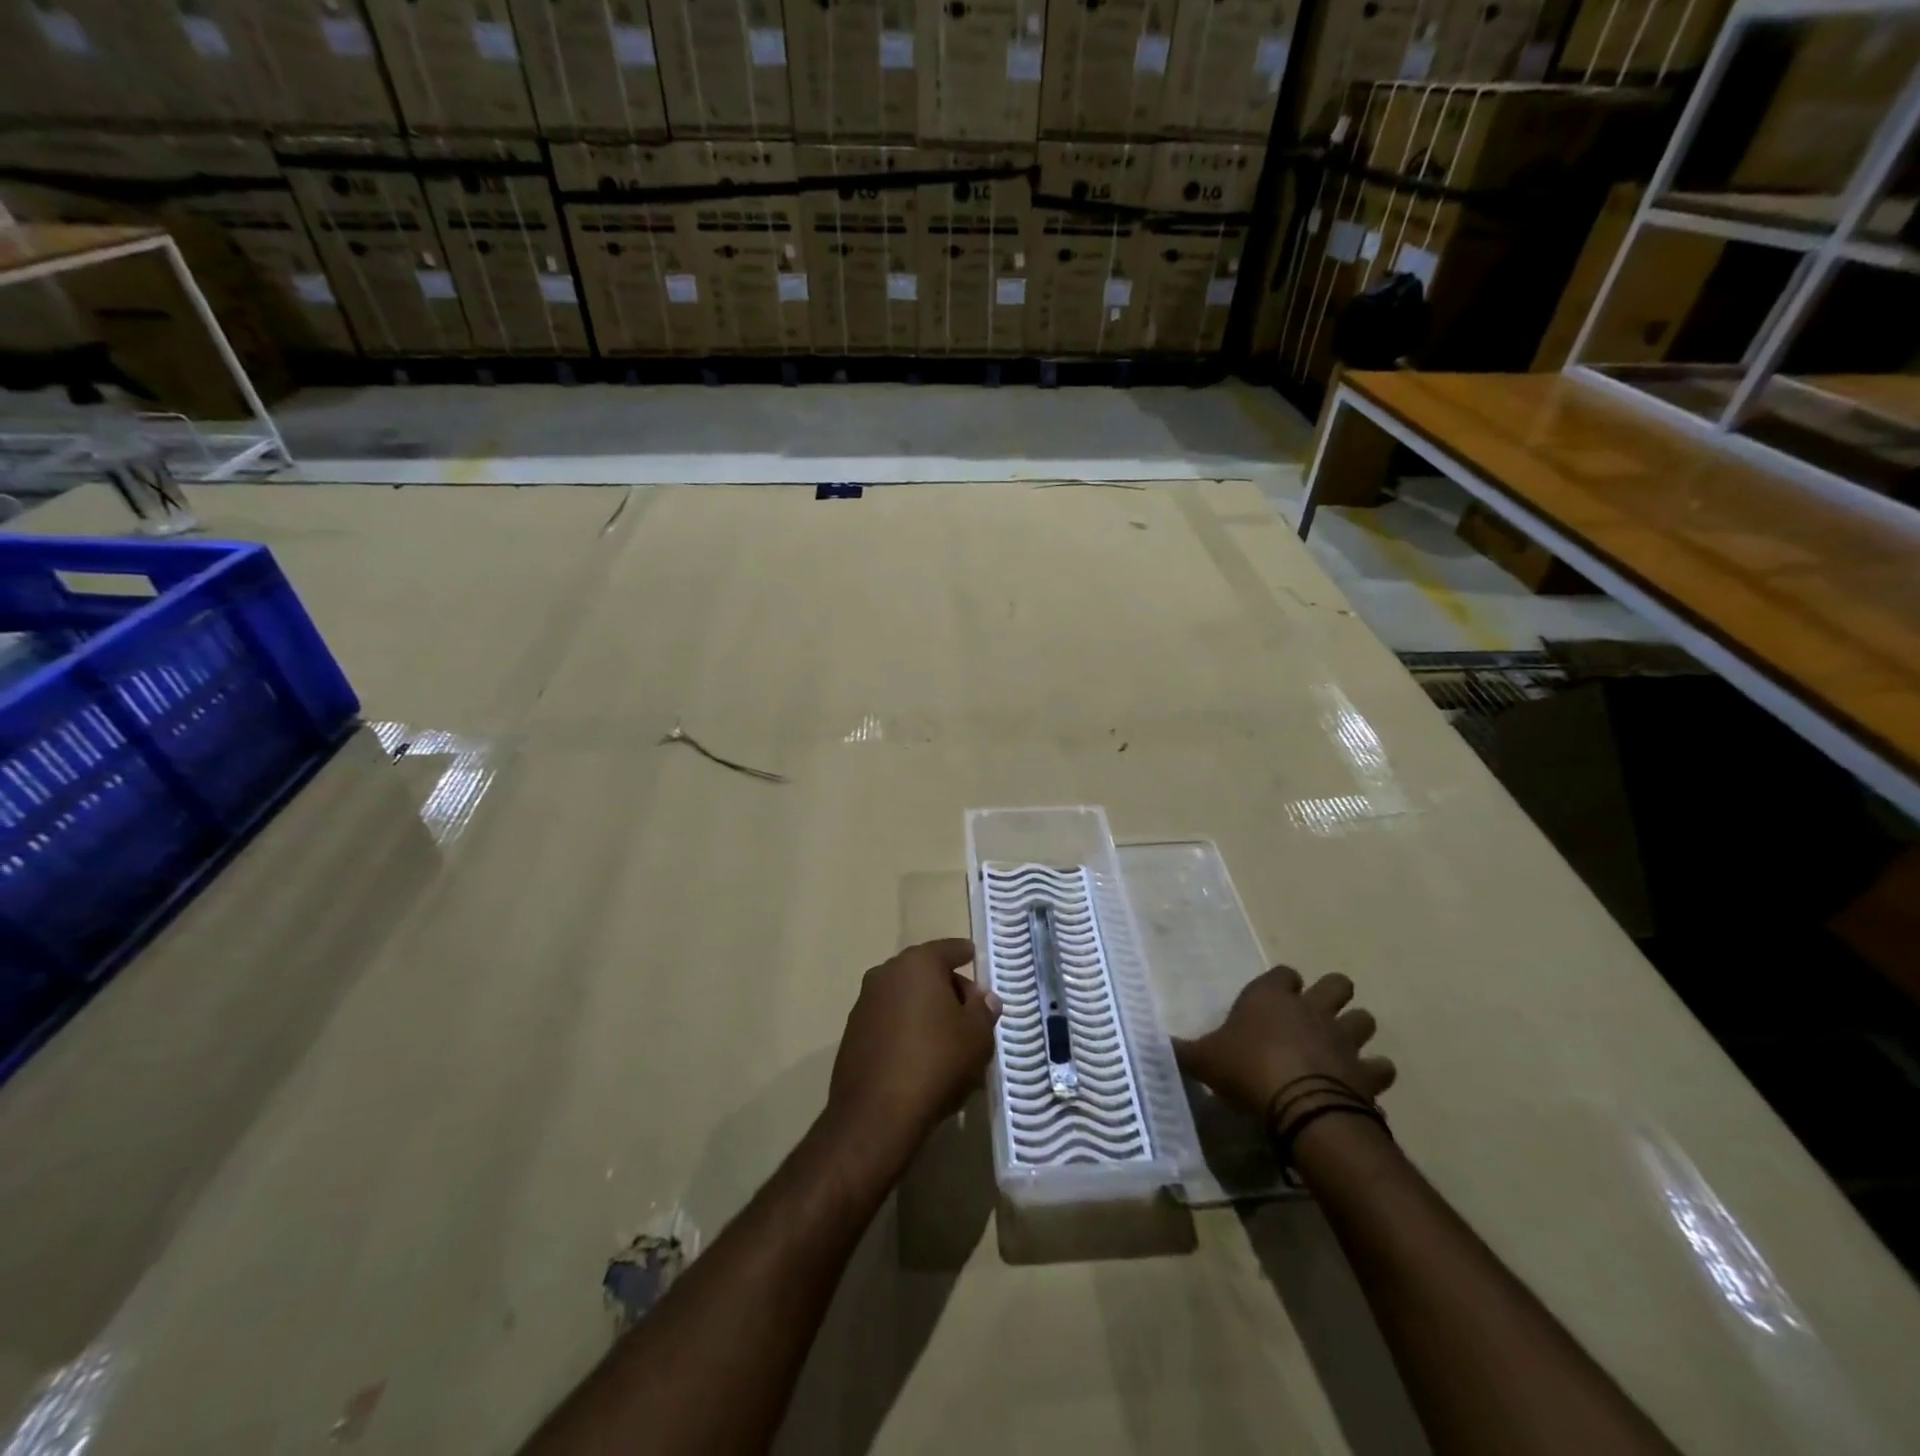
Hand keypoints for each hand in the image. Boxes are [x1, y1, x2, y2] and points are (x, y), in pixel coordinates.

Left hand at [826, 938, 1002, 1161]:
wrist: (877, 1113)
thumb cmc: (936, 1062)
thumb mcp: (977, 1036)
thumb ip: (983, 1010)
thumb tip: (984, 998)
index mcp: (917, 964)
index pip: (948, 949)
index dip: (965, 954)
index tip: (975, 958)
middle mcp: (886, 974)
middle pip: (924, 972)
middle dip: (948, 987)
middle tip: (971, 1012)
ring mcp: (865, 1003)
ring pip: (905, 997)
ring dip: (926, 1010)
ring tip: (949, 1040)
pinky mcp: (852, 1033)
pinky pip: (889, 1021)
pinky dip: (906, 1029)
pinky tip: (921, 1057)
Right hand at [1173, 966, 1394, 1119]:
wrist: (1301, 1107)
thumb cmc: (1246, 1070)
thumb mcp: (1204, 1060)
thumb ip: (1185, 1051)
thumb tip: (1157, 1045)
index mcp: (1270, 997)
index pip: (1283, 973)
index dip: (1282, 983)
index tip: (1275, 998)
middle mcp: (1311, 1009)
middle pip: (1337, 984)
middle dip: (1333, 995)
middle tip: (1319, 1014)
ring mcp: (1344, 1039)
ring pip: (1364, 1020)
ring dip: (1356, 1031)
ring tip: (1342, 1050)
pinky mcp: (1367, 1073)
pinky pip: (1380, 1067)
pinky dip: (1373, 1075)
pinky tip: (1361, 1087)